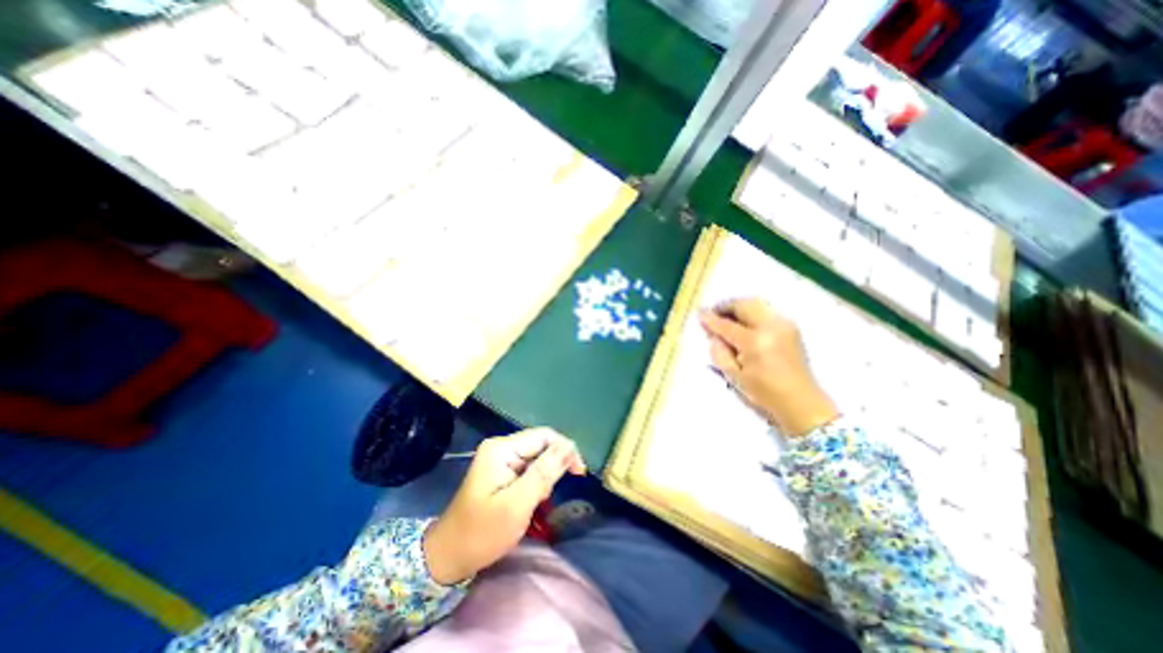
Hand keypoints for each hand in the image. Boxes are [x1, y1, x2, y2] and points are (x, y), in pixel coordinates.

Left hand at [422, 425, 585, 584]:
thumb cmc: (482, 533)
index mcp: (502, 449)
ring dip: (545, 475)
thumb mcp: (517, 505)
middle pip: (540, 444)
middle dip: (554, 465)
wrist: (447, 557)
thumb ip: (544, 473)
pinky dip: (536, 481)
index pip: (544, 436)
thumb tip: (570, 446)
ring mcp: (500, 458)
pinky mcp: (501, 470)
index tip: (579, 473)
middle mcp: (501, 446)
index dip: (565, 450)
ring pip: (536, 456)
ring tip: (539, 500)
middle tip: (551, 495)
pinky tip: (532, 498)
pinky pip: (528, 467)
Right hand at [700, 299, 836, 435]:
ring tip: (727, 318)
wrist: (801, 401)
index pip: (727, 325)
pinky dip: (751, 311)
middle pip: (743, 305)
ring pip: (756, 304)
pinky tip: (744, 323)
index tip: (699, 313)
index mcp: (755, 343)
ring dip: (738, 307)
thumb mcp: (734, 377)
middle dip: (726, 306)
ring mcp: (783, 325)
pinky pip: (766, 310)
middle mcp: (771, 328)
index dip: (711, 319)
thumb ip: (719, 353)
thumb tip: (713, 336)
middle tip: (714, 314)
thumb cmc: (764, 393)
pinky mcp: (790, 326)